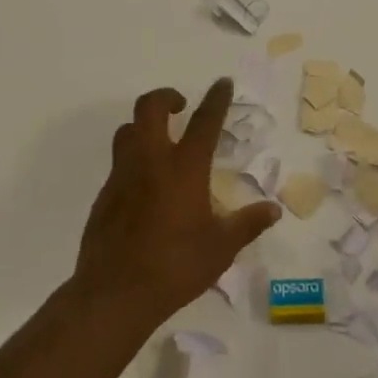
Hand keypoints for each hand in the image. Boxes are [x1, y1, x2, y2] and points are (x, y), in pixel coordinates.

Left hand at [74, 79, 282, 323]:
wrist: (115, 294)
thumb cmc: (176, 267)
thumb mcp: (221, 248)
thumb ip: (247, 224)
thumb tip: (273, 210)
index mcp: (184, 169)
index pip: (204, 121)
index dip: (215, 99)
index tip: (222, 83)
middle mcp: (150, 162)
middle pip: (150, 108)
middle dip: (166, 96)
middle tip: (181, 105)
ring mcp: (122, 177)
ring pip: (127, 132)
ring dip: (144, 126)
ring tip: (161, 141)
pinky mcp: (104, 196)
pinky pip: (118, 164)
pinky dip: (133, 160)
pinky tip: (145, 187)